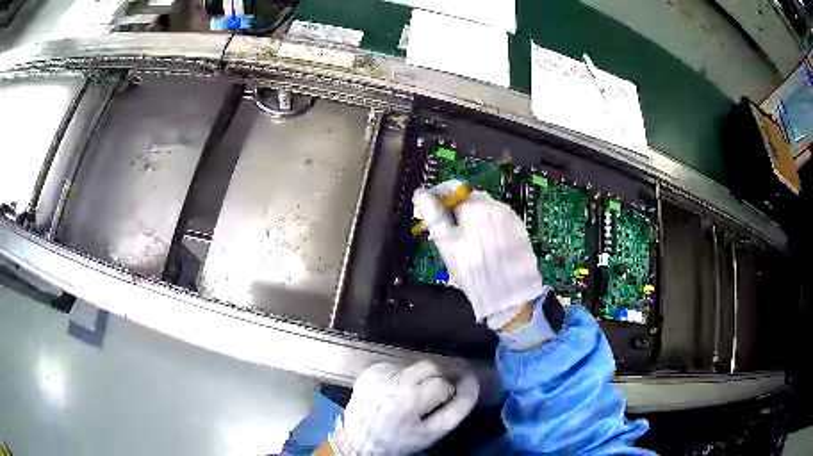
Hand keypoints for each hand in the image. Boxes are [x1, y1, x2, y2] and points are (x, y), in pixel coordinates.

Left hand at [328, 361, 478, 455]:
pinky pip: (397, 367)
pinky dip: (401, 377)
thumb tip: (472, 382)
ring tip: (410, 397)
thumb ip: (458, 407)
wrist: (359, 439)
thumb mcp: (433, 431)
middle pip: (430, 367)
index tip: (448, 398)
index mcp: (410, 398)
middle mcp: (393, 382)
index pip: (443, 384)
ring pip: (414, 366)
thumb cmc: (399, 439)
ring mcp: (379, 374)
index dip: (449, 392)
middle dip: (436, 380)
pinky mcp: (369, 371)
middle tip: (429, 398)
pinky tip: (394, 392)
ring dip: (419, 378)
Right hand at [413, 181, 544, 329]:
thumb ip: (433, 214)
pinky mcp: (520, 229)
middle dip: (457, 211)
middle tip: (450, 234)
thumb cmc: (472, 270)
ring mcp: (510, 217)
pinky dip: (490, 228)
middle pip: (470, 200)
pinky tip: (487, 247)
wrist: (509, 293)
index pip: (452, 189)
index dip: (438, 199)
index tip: (431, 213)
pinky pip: (499, 221)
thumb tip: (420, 193)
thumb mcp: (446, 243)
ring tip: (470, 244)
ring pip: (485, 211)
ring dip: (474, 219)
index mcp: (474, 205)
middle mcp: (495, 205)